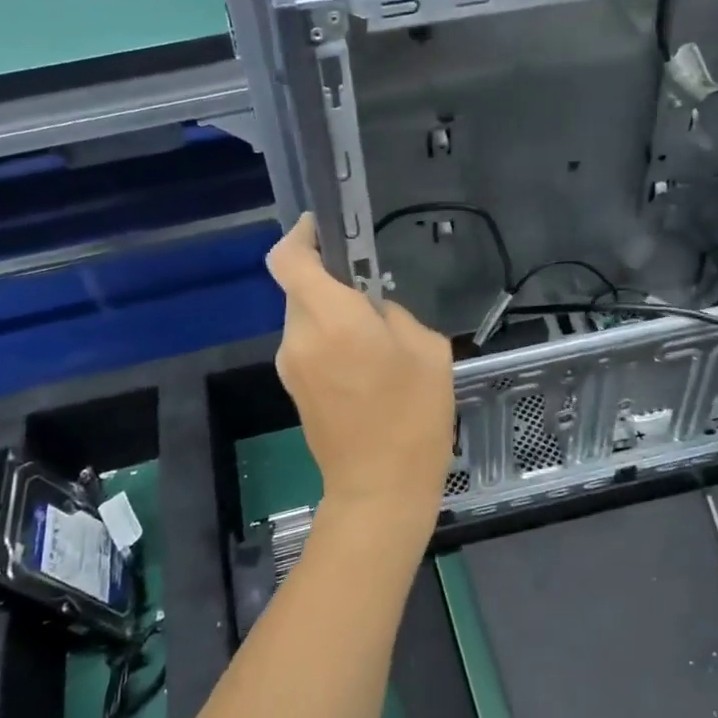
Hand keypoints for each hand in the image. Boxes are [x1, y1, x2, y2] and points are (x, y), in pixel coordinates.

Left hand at [265, 214, 454, 548]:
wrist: (379, 489)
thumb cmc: (413, 416)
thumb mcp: (428, 350)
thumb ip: (394, 314)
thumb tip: (373, 311)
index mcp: (332, 318)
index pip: (289, 259)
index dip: (300, 235)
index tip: (322, 228)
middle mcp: (299, 335)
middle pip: (301, 288)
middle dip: (331, 284)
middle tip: (373, 300)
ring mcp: (290, 365)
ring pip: (306, 318)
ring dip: (333, 316)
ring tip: (376, 344)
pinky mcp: (293, 389)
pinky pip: (308, 346)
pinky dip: (330, 342)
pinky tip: (364, 370)